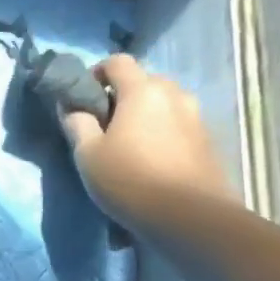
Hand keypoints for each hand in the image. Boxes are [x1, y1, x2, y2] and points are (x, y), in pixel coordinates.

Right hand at [60, 55, 233, 226]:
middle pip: (143, 81)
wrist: (192, 219)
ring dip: (144, 115)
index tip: (85, 98)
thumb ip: (77, 124)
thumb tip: (71, 107)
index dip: (96, 73)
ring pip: (163, 103)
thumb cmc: (130, 180)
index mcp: (142, 91)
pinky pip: (178, 125)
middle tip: (105, 126)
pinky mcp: (208, 141)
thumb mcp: (88, 155)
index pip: (117, 61)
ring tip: (130, 145)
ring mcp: (196, 117)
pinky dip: (162, 132)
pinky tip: (153, 161)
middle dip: (122, 96)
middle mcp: (174, 94)